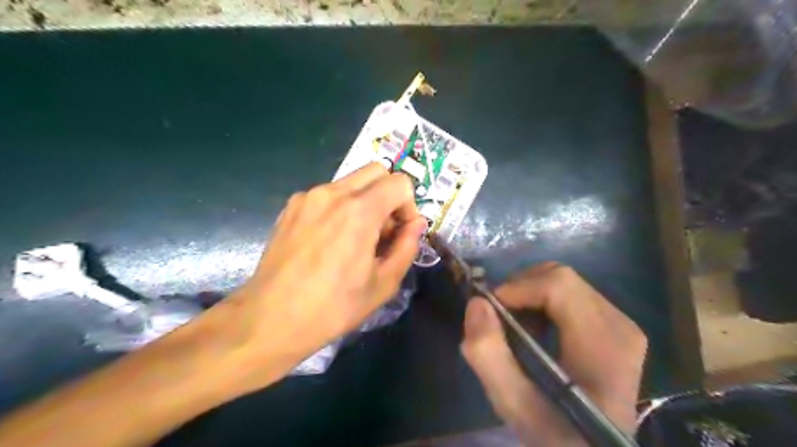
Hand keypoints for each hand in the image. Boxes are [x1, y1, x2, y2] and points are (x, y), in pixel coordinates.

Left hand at [207, 162, 426, 385]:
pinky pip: (328, 194)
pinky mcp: (291, 206)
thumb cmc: (333, 307)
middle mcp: (333, 193)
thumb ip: (407, 247)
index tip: (401, 233)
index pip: (400, 182)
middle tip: (383, 230)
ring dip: (365, 201)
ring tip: (356, 238)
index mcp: (359, 211)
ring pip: (351, 181)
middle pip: (376, 171)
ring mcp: (308, 196)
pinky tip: (331, 240)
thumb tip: (416, 224)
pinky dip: (341, 206)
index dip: (409, 206)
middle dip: (389, 195)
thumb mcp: (383, 284)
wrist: (271, 319)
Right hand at [462, 263, 646, 444]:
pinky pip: (571, 294)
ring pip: (564, 282)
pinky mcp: (614, 325)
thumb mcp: (513, 404)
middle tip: (499, 317)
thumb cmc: (556, 432)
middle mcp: (619, 324)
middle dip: (521, 289)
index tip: (491, 309)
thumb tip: (477, 303)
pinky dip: (542, 302)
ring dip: (529, 295)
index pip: (559, 285)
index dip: (518, 287)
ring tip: (515, 327)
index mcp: (603, 344)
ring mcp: (621, 323)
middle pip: (561, 278)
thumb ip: (489, 355)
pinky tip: (534, 330)